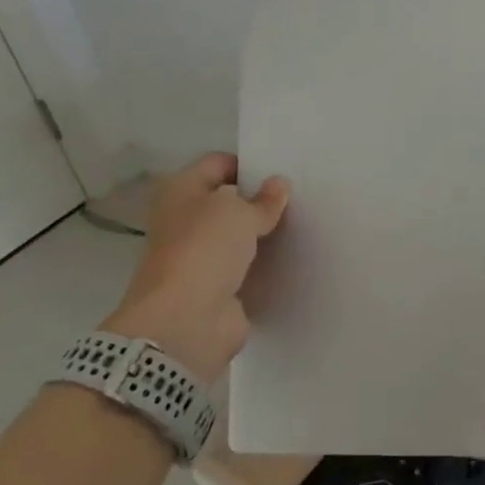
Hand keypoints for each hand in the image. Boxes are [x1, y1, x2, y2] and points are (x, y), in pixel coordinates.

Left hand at [101, 154, 289, 376]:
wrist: (186, 320)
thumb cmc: (205, 250)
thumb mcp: (239, 213)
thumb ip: (263, 199)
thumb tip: (279, 185)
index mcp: (181, 190)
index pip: (218, 164)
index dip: (250, 164)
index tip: (283, 171)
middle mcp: (186, 219)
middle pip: (228, 201)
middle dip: (260, 200)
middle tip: (301, 197)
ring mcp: (200, 255)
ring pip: (238, 236)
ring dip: (263, 234)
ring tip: (302, 225)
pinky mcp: (216, 286)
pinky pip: (245, 267)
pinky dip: (263, 264)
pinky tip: (292, 258)